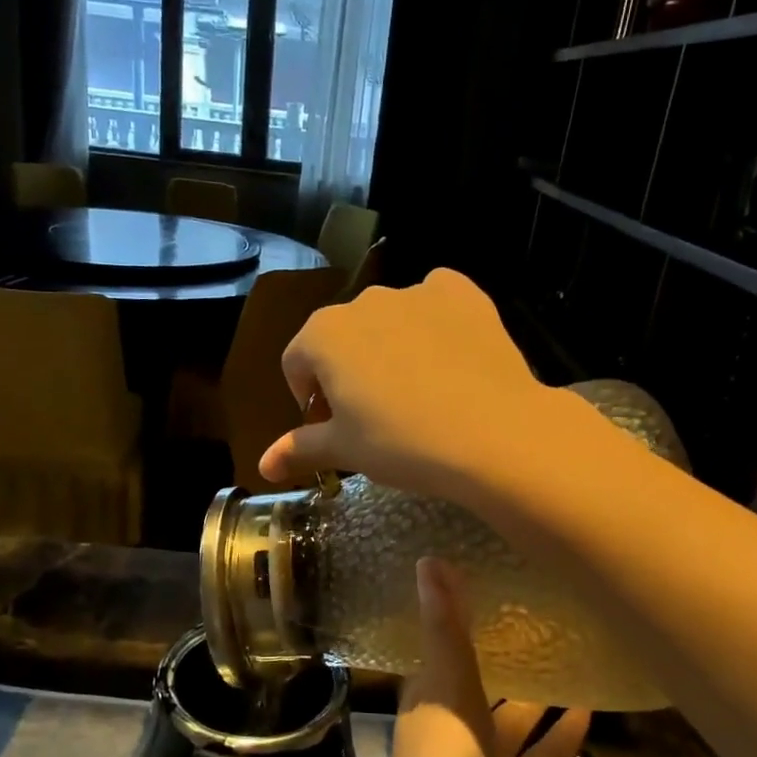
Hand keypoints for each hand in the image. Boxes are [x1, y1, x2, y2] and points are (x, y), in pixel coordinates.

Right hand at [259, 269, 586, 506]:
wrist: (493, 432)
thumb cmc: (403, 444)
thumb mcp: (346, 450)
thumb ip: (299, 448)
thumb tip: (262, 465)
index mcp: (323, 334)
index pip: (297, 364)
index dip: (309, 400)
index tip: (332, 429)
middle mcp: (363, 301)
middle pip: (342, 339)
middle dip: (348, 372)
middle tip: (376, 416)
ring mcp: (415, 291)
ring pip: (389, 320)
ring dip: (391, 348)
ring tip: (419, 393)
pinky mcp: (461, 292)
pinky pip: (436, 302)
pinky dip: (435, 323)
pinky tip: (450, 358)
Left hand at [377, 557, 590, 756]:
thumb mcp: (443, 694)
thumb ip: (444, 630)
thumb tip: (429, 557)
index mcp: (426, 702)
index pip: (443, 650)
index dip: (462, 619)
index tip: (492, 581)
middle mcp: (450, 733)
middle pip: (483, 687)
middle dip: (509, 657)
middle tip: (548, 615)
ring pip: (515, 727)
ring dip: (540, 699)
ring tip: (577, 657)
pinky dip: (561, 744)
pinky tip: (590, 714)